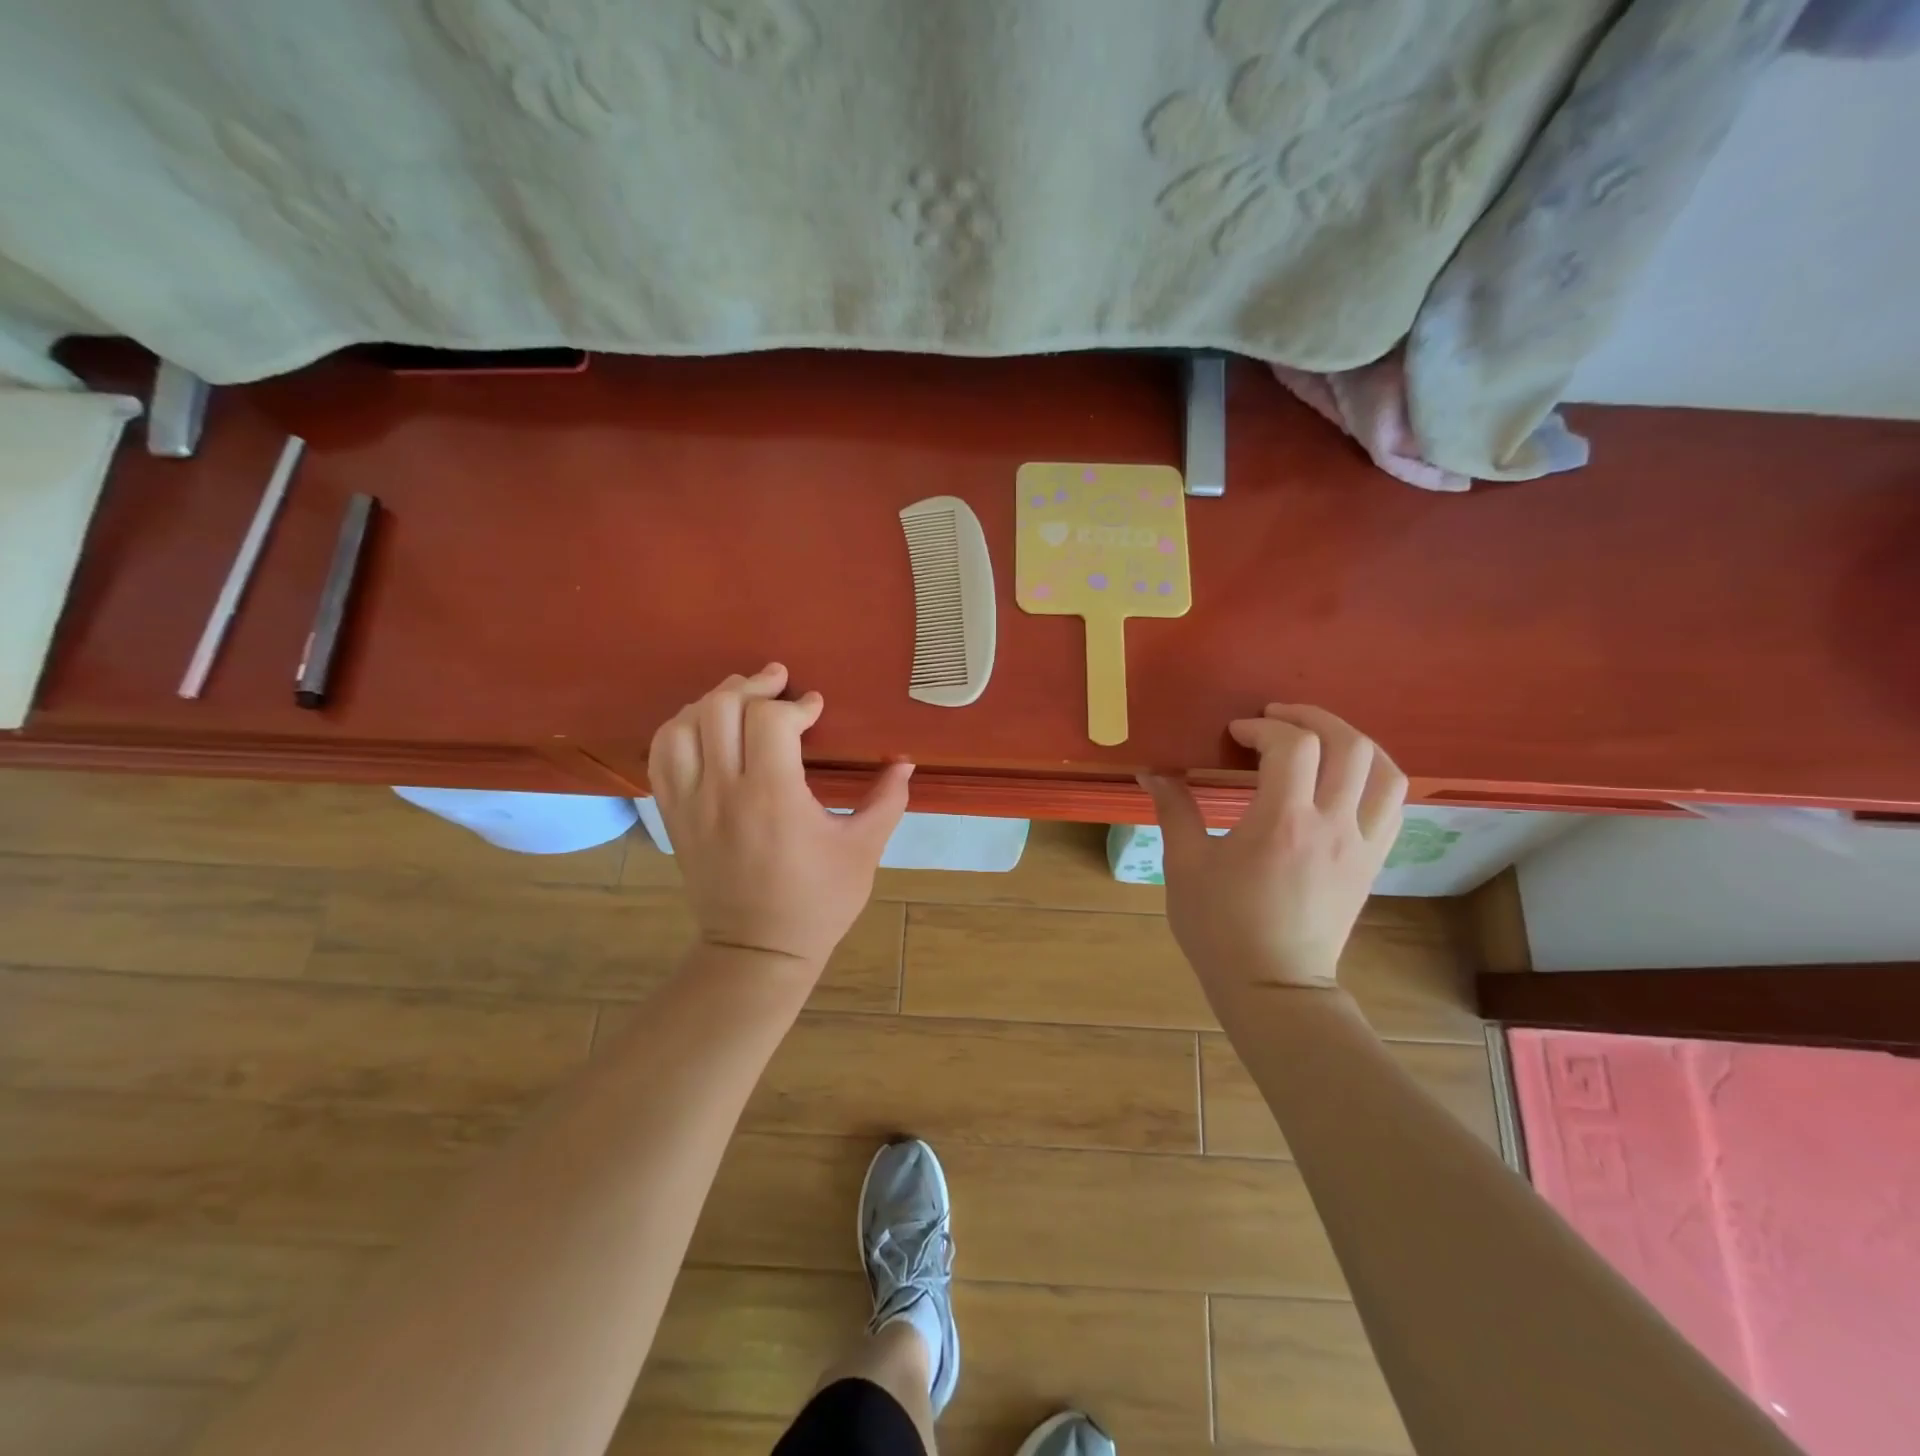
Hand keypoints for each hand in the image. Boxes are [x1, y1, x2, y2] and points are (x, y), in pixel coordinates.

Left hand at [649, 664, 912, 967]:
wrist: (757, 952)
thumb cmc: (818, 902)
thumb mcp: (863, 851)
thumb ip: (886, 800)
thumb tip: (905, 762)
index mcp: (773, 797)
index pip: (769, 720)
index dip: (796, 705)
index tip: (816, 708)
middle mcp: (723, 792)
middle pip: (720, 709)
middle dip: (753, 687)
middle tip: (778, 685)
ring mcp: (690, 804)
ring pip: (683, 725)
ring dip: (713, 701)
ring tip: (740, 699)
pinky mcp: (673, 816)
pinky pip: (661, 755)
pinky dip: (679, 728)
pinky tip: (704, 726)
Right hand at [1142, 704, 1405, 996]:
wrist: (1273, 986)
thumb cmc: (1220, 927)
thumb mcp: (1185, 866)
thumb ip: (1173, 811)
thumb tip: (1152, 772)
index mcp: (1282, 822)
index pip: (1292, 745)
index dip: (1262, 727)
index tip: (1235, 735)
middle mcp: (1332, 824)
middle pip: (1348, 744)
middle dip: (1311, 718)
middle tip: (1276, 719)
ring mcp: (1361, 844)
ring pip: (1384, 771)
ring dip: (1353, 741)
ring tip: (1320, 739)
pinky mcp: (1373, 862)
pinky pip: (1393, 805)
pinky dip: (1375, 776)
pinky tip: (1346, 778)